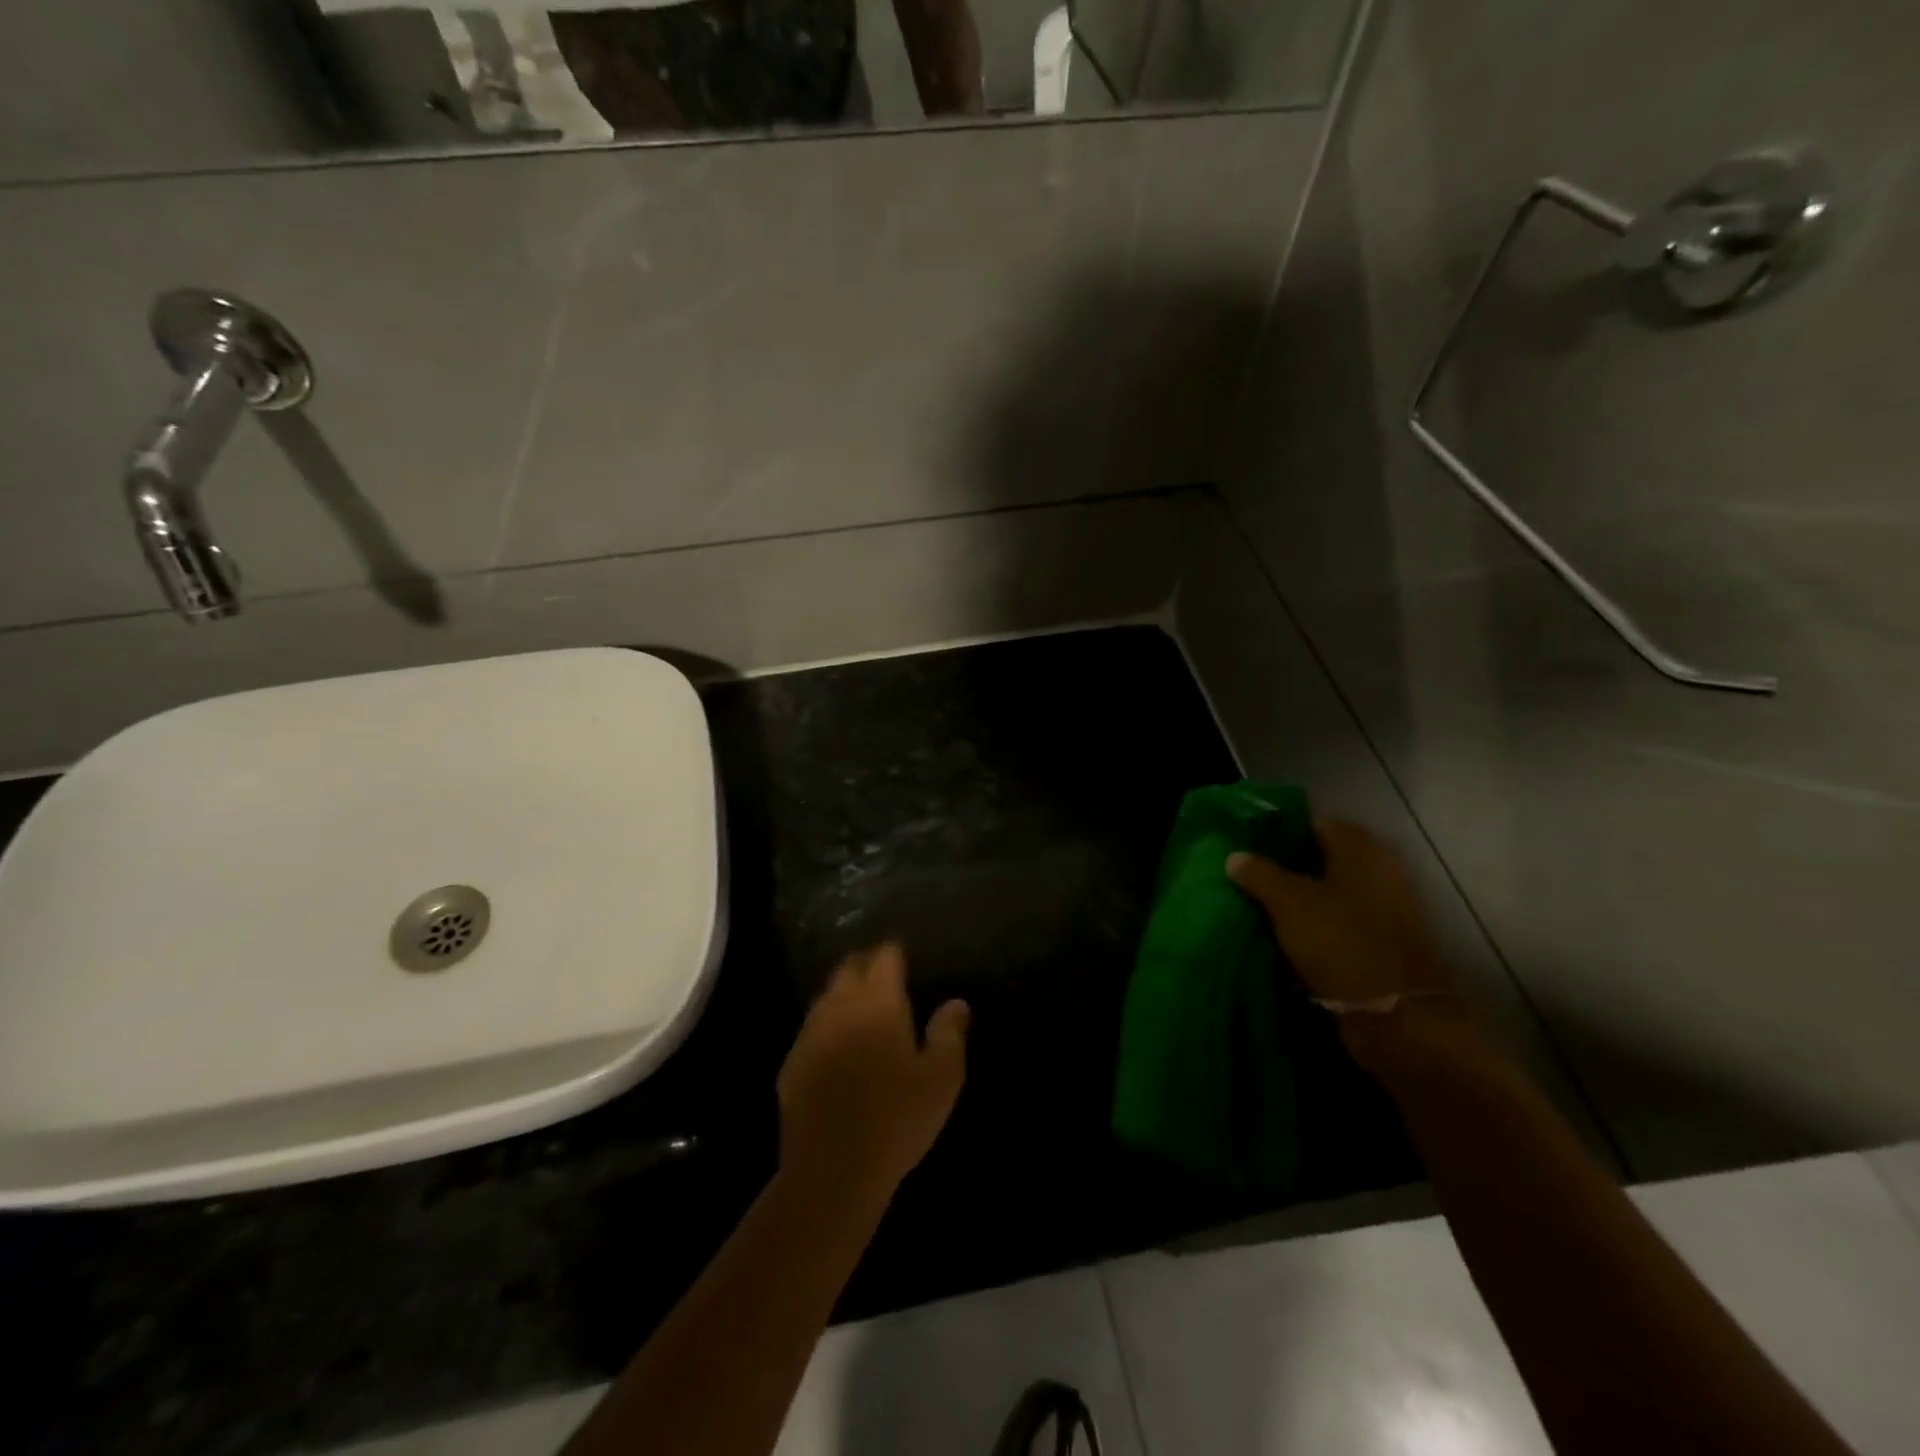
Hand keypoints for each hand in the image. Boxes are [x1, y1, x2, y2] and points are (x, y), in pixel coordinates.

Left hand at [776, 943, 968, 1203]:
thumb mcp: (942, 1078)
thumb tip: (957, 1003)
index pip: (884, 957)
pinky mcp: (791, 1062)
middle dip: (865, 963)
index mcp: (879, 1002)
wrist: (832, 1169)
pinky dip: (825, 1025)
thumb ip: (950, 1033)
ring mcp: (811, 1033)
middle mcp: (840, 1006)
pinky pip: (810, 1029)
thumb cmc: (897, 1118)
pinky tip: (834, 1044)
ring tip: (858, 1001)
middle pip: (849, 968)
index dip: (894, 951)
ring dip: (842, 991)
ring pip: (826, 995)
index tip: (903, 953)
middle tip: (880, 971)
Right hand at [1227, 818, 1455, 1007]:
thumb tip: (1235, 856)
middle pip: (1324, 860)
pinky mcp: (1385, 944)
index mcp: (1361, 849)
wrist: (1398, 1016)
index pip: (1315, 824)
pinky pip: (1340, 924)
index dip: (1280, 832)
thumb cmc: (1341, 942)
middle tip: (1248, 877)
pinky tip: (1286, 938)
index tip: (1248, 845)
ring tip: (1260, 909)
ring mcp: (1387, 909)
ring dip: (1300, 901)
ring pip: (1331, 894)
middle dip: (1287, 868)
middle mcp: (1380, 871)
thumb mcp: (1288, 903)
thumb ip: (1259, 874)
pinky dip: (1316, 928)